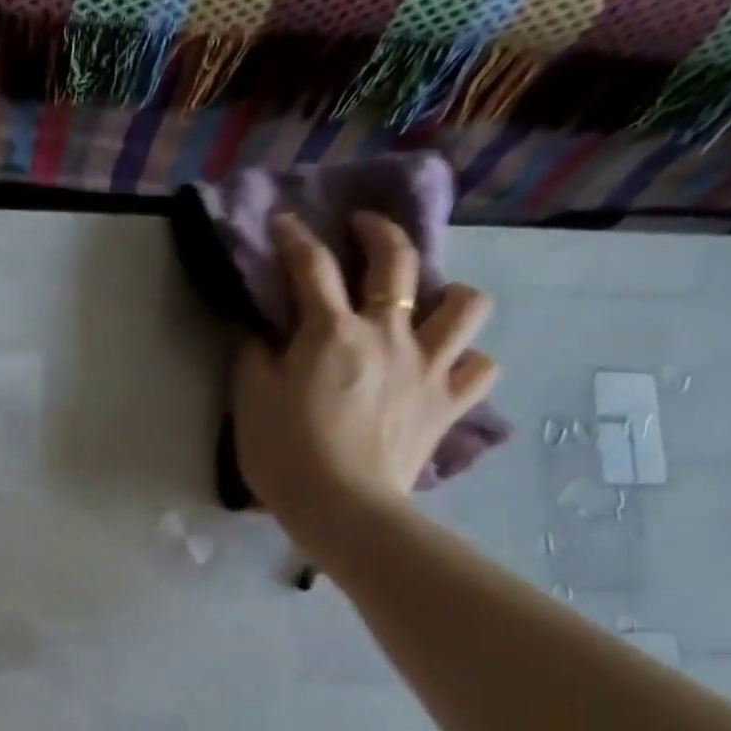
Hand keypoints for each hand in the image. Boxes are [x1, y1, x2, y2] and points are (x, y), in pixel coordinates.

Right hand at [232, 211, 497, 547]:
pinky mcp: (448, 403)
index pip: (311, 268)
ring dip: (448, 296)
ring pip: (466, 303)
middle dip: (379, 233)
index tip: (285, 223)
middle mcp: (389, 334)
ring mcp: (428, 366)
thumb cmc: (285, 455)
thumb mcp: (250, 404)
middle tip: (364, 230)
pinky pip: (480, 367)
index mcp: (332, 332)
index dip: (295, 239)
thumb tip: (263, 334)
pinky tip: (448, 368)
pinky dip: (468, 361)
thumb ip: (254, 359)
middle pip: (396, 261)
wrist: (341, 507)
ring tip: (428, 309)